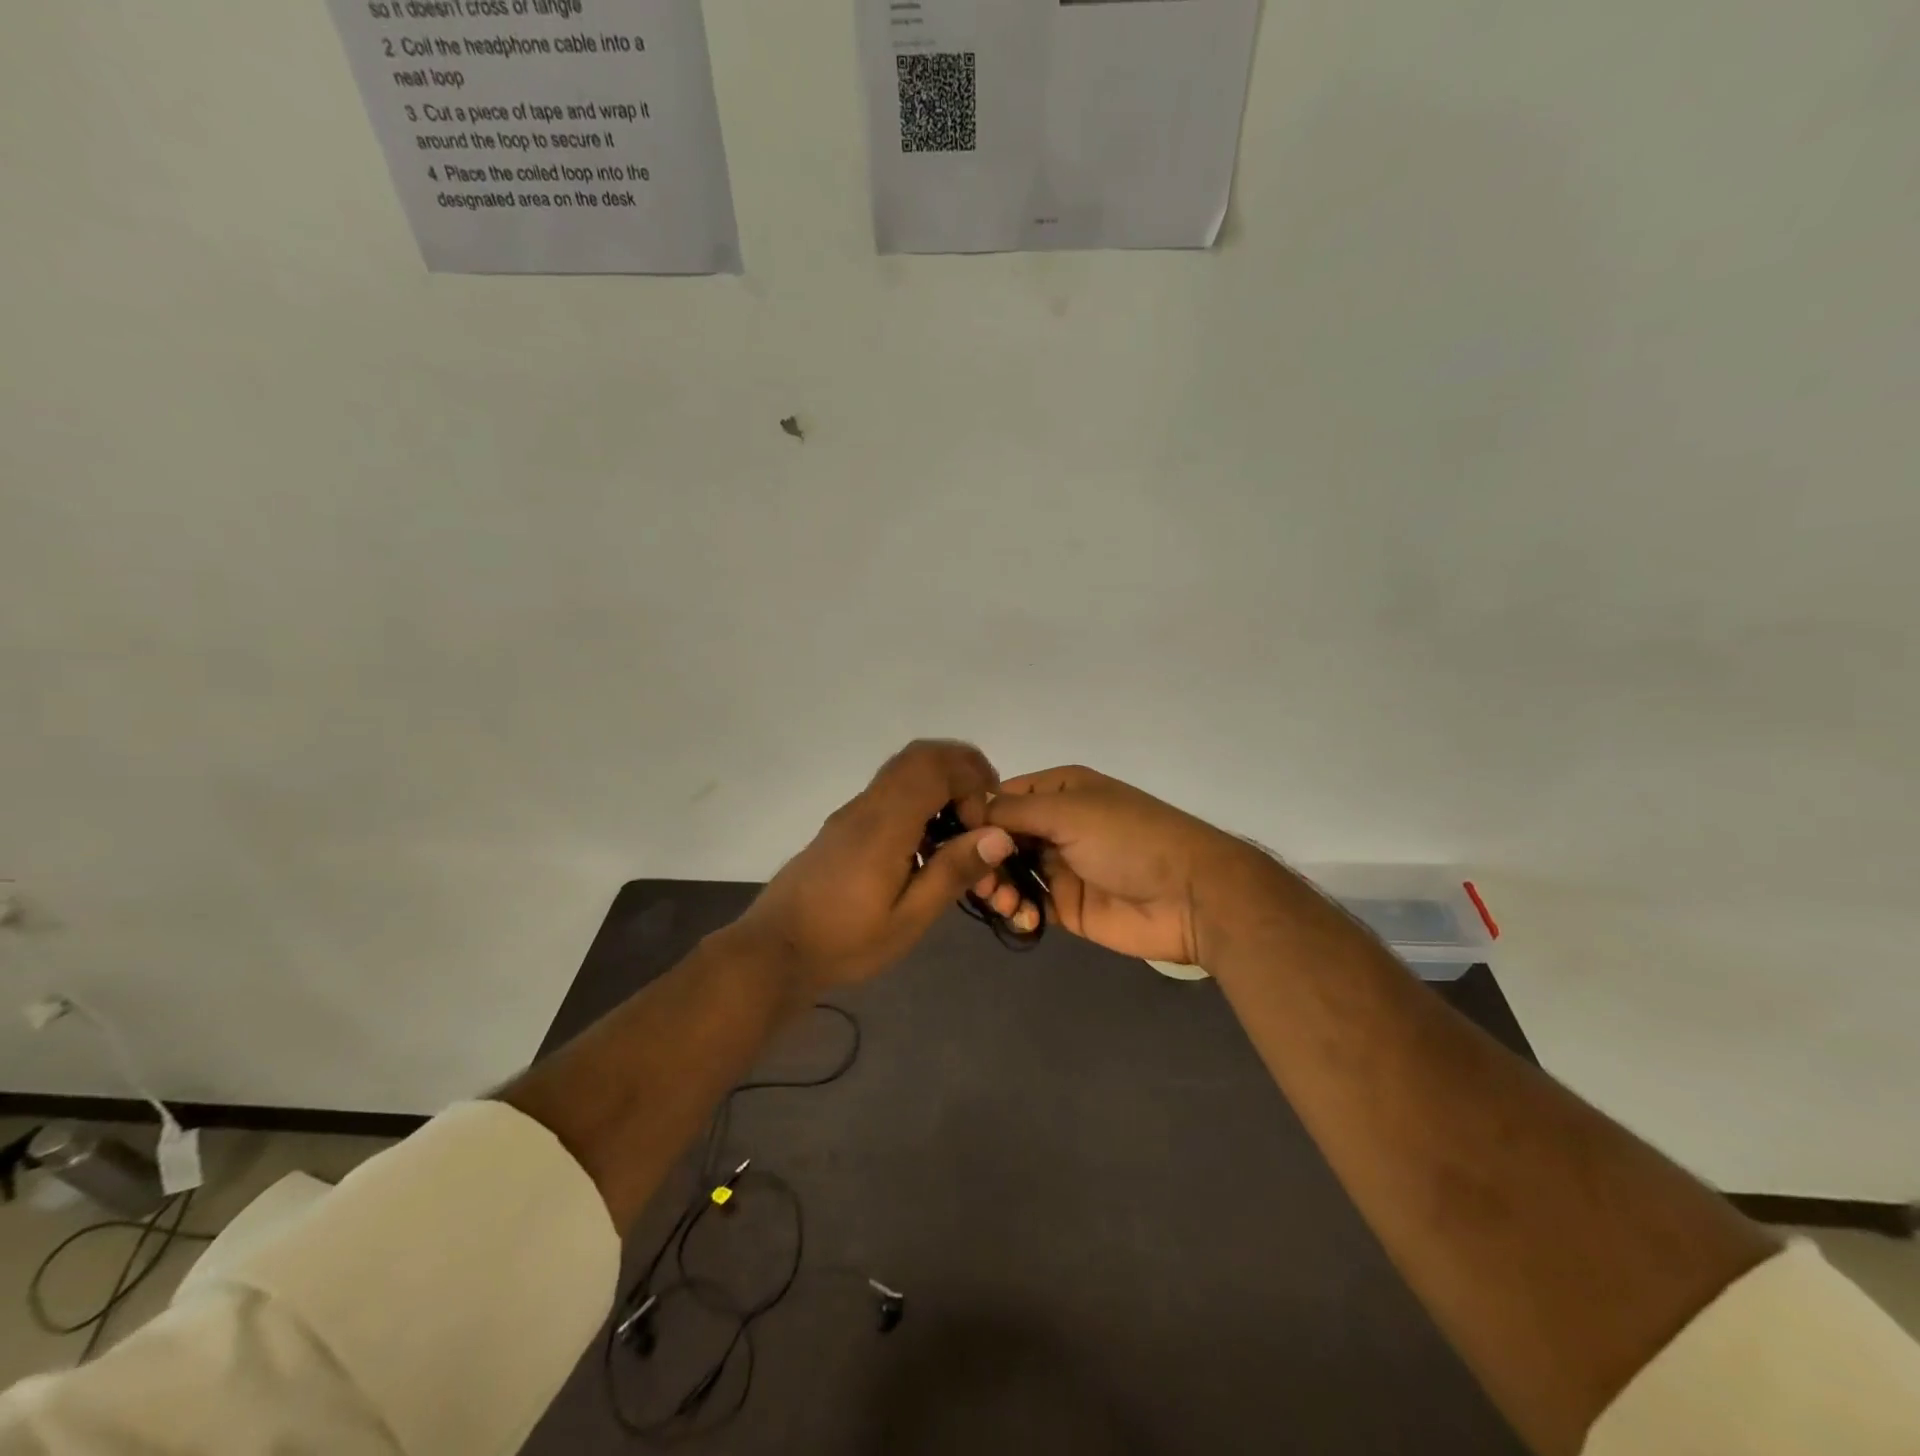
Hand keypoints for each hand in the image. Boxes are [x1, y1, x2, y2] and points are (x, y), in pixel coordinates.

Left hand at [731, 740, 1018, 996]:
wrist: (774, 950)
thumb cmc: (844, 941)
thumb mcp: (908, 920)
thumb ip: (952, 872)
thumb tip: (999, 835)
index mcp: (885, 825)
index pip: (934, 767)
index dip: (971, 778)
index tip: (986, 820)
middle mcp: (867, 806)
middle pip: (918, 757)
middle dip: (961, 770)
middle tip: (982, 812)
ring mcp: (852, 813)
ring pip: (903, 771)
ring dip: (940, 784)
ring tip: (961, 830)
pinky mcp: (845, 826)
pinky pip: (890, 792)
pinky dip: (921, 799)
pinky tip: (927, 846)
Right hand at [980, 765, 1258, 965]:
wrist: (1189, 896)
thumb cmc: (1128, 839)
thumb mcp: (1069, 812)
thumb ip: (1014, 812)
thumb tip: (968, 810)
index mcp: (1060, 791)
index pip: (1002, 797)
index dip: (976, 815)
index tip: (953, 837)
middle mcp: (1057, 824)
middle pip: (1000, 838)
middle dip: (984, 856)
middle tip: (980, 879)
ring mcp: (1062, 866)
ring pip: (1010, 872)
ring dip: (998, 886)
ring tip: (1005, 901)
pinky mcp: (1068, 905)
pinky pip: (1029, 904)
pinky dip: (1019, 911)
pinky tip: (1024, 918)